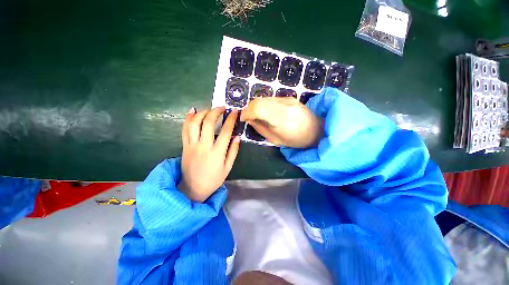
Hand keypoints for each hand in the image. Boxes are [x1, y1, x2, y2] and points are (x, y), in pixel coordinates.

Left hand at [180, 107, 239, 201]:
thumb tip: (237, 137)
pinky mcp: (184, 146)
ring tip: (209, 110)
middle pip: (208, 123)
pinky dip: (188, 118)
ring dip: (202, 113)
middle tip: (222, 108)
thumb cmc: (213, 179)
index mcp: (217, 152)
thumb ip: (233, 151)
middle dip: (216, 112)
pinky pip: (184, 129)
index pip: (225, 131)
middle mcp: (204, 146)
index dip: (231, 119)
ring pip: (194, 123)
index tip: (235, 112)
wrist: (193, 188)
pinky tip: (192, 111)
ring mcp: (192, 145)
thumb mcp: (228, 167)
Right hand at [240, 97, 323, 147]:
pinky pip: (271, 99)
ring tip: (257, 116)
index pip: (258, 107)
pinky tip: (266, 113)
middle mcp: (285, 105)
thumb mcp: (275, 139)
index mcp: (282, 119)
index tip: (243, 119)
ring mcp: (288, 99)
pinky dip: (264, 105)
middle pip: (259, 100)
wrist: (317, 130)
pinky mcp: (290, 97)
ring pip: (264, 98)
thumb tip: (249, 119)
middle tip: (248, 118)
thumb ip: (260, 128)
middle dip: (249, 109)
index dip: (247, 112)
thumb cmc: (296, 140)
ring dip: (256, 106)